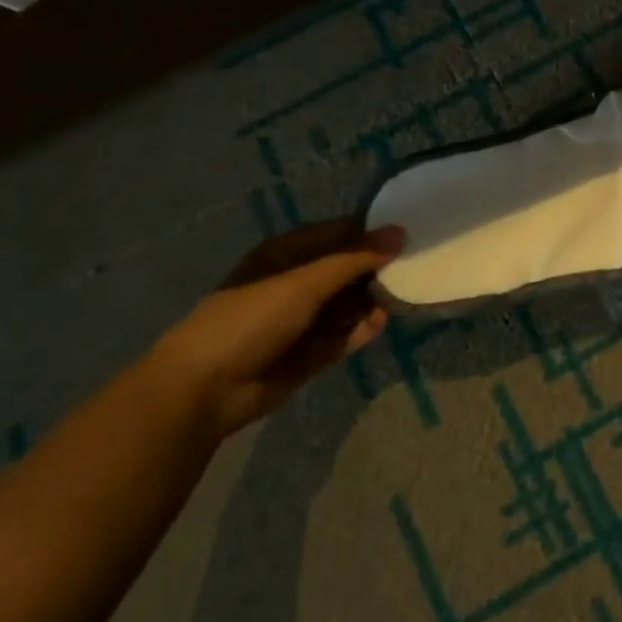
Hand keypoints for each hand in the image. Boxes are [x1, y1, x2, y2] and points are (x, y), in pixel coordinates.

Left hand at [145, 222, 403, 439]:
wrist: (206, 389)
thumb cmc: (250, 319)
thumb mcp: (304, 281)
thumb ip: (355, 258)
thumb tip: (400, 232)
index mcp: (287, 254)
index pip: (339, 233)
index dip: (372, 232)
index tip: (409, 232)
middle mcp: (297, 282)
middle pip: (348, 268)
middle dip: (378, 268)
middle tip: (415, 266)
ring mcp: (304, 319)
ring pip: (350, 302)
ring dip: (373, 299)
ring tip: (402, 296)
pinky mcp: (312, 352)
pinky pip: (345, 334)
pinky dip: (363, 328)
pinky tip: (381, 322)